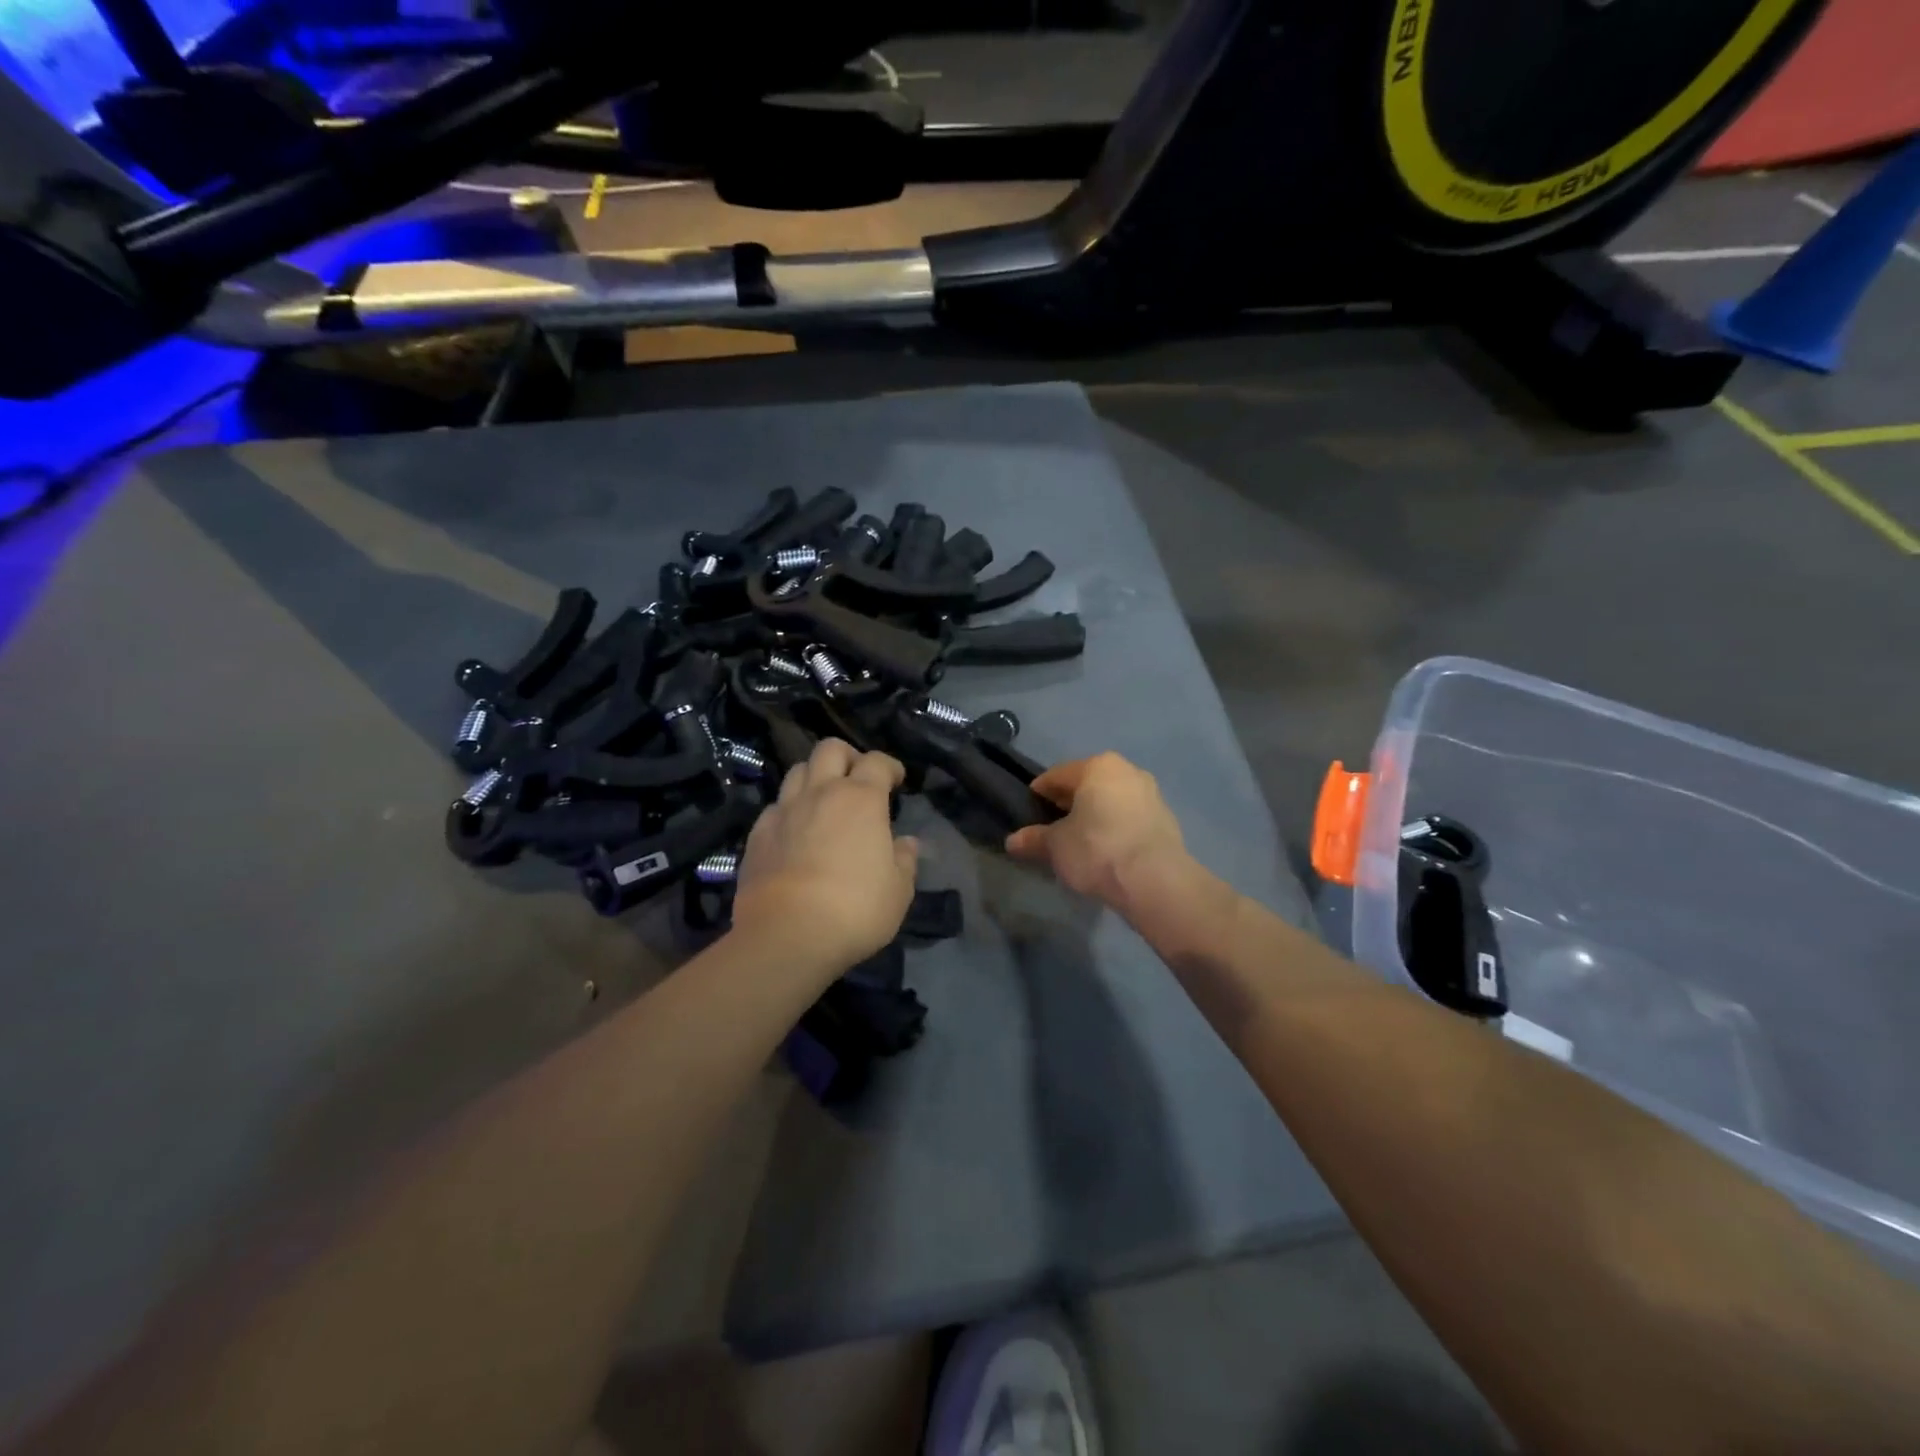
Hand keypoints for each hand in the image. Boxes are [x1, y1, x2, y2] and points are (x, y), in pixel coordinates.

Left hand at [732, 738, 919, 978]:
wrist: (787, 935)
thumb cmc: (855, 910)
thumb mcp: (898, 891)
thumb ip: (905, 861)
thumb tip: (906, 843)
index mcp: (861, 799)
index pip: (877, 761)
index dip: (890, 766)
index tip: (896, 780)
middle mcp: (821, 793)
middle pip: (830, 749)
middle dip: (847, 756)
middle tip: (857, 779)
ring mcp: (784, 811)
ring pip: (797, 771)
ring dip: (814, 777)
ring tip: (824, 800)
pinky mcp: (757, 834)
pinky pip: (775, 806)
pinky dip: (788, 809)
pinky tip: (795, 831)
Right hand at [1005, 753, 1191, 908]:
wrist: (1155, 881)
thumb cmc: (1097, 850)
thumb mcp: (1056, 846)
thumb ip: (1034, 839)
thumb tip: (1012, 841)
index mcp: (1097, 766)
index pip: (1057, 775)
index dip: (1039, 794)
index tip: (1029, 812)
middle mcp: (1127, 770)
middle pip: (1087, 784)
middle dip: (1069, 803)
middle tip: (1052, 828)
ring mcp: (1151, 794)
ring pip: (1111, 800)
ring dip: (1095, 815)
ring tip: (1080, 841)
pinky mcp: (1166, 819)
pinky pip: (1130, 818)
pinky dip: (1116, 828)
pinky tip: (1107, 851)